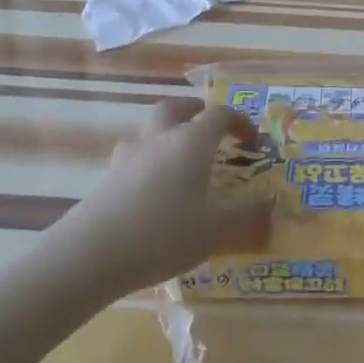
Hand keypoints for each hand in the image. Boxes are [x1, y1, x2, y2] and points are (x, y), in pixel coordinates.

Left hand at [52, 99, 272, 295]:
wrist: (91, 254)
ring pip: (148, 130)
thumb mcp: (215, 231)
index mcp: (191, 142)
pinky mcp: (106, 178)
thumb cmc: (163, 234)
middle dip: (193, 111)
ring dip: (165, 133)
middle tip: (207, 126)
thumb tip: (272, 203)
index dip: (239, 122)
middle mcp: (160, 139)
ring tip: (176, 157)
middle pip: (175, 108)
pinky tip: (150, 188)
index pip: (219, 115)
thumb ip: (247, 217)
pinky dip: (146, 161)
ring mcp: (128, 157)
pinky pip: (131, 157)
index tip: (252, 140)